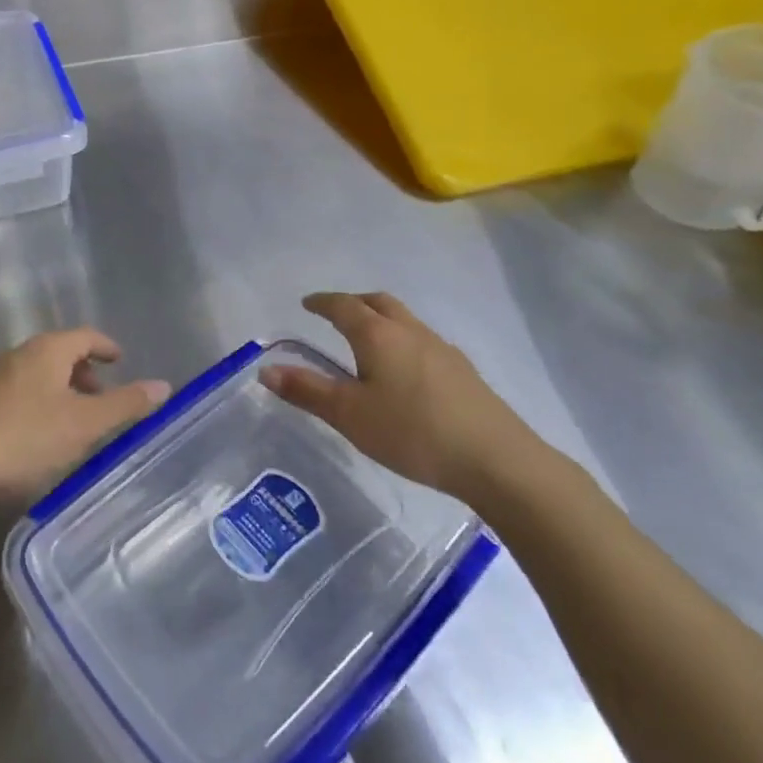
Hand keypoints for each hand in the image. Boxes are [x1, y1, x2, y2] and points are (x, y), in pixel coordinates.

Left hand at [0, 329, 170, 501]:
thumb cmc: (27, 437)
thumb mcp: (85, 423)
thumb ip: (126, 404)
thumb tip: (164, 385)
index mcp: (46, 350)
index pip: (84, 336)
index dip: (105, 347)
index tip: (119, 360)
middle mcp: (18, 355)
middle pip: (59, 353)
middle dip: (83, 372)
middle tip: (101, 398)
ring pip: (37, 374)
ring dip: (60, 390)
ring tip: (74, 421)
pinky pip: (18, 393)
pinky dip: (38, 403)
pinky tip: (39, 436)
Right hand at [260, 292, 542, 503]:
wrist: (496, 460)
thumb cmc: (412, 432)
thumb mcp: (350, 415)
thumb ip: (307, 391)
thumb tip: (266, 370)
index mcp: (378, 335)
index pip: (344, 306)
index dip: (323, 303)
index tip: (307, 303)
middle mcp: (410, 331)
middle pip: (379, 302)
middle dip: (354, 303)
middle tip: (336, 314)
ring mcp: (442, 349)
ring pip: (405, 320)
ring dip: (381, 320)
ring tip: (368, 342)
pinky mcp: (463, 372)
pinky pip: (423, 341)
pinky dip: (403, 341)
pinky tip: (405, 372)